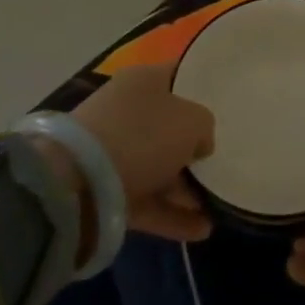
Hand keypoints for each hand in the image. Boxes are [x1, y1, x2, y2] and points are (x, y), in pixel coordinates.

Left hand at [70, 63, 216, 241]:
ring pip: (160, 166)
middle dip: (195, 147)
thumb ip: (205, 127)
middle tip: (223, 162)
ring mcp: (116, 151)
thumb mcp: (192, 121)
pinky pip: (148, 199)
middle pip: (170, 125)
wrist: (77, 182)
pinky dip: (172, 214)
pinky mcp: (108, 190)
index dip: (204, 87)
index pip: (180, 75)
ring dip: (187, 187)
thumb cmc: (142, 134)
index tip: (227, 104)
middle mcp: (129, 110)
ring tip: (219, 205)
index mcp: (145, 80)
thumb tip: (199, 143)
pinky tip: (202, 229)